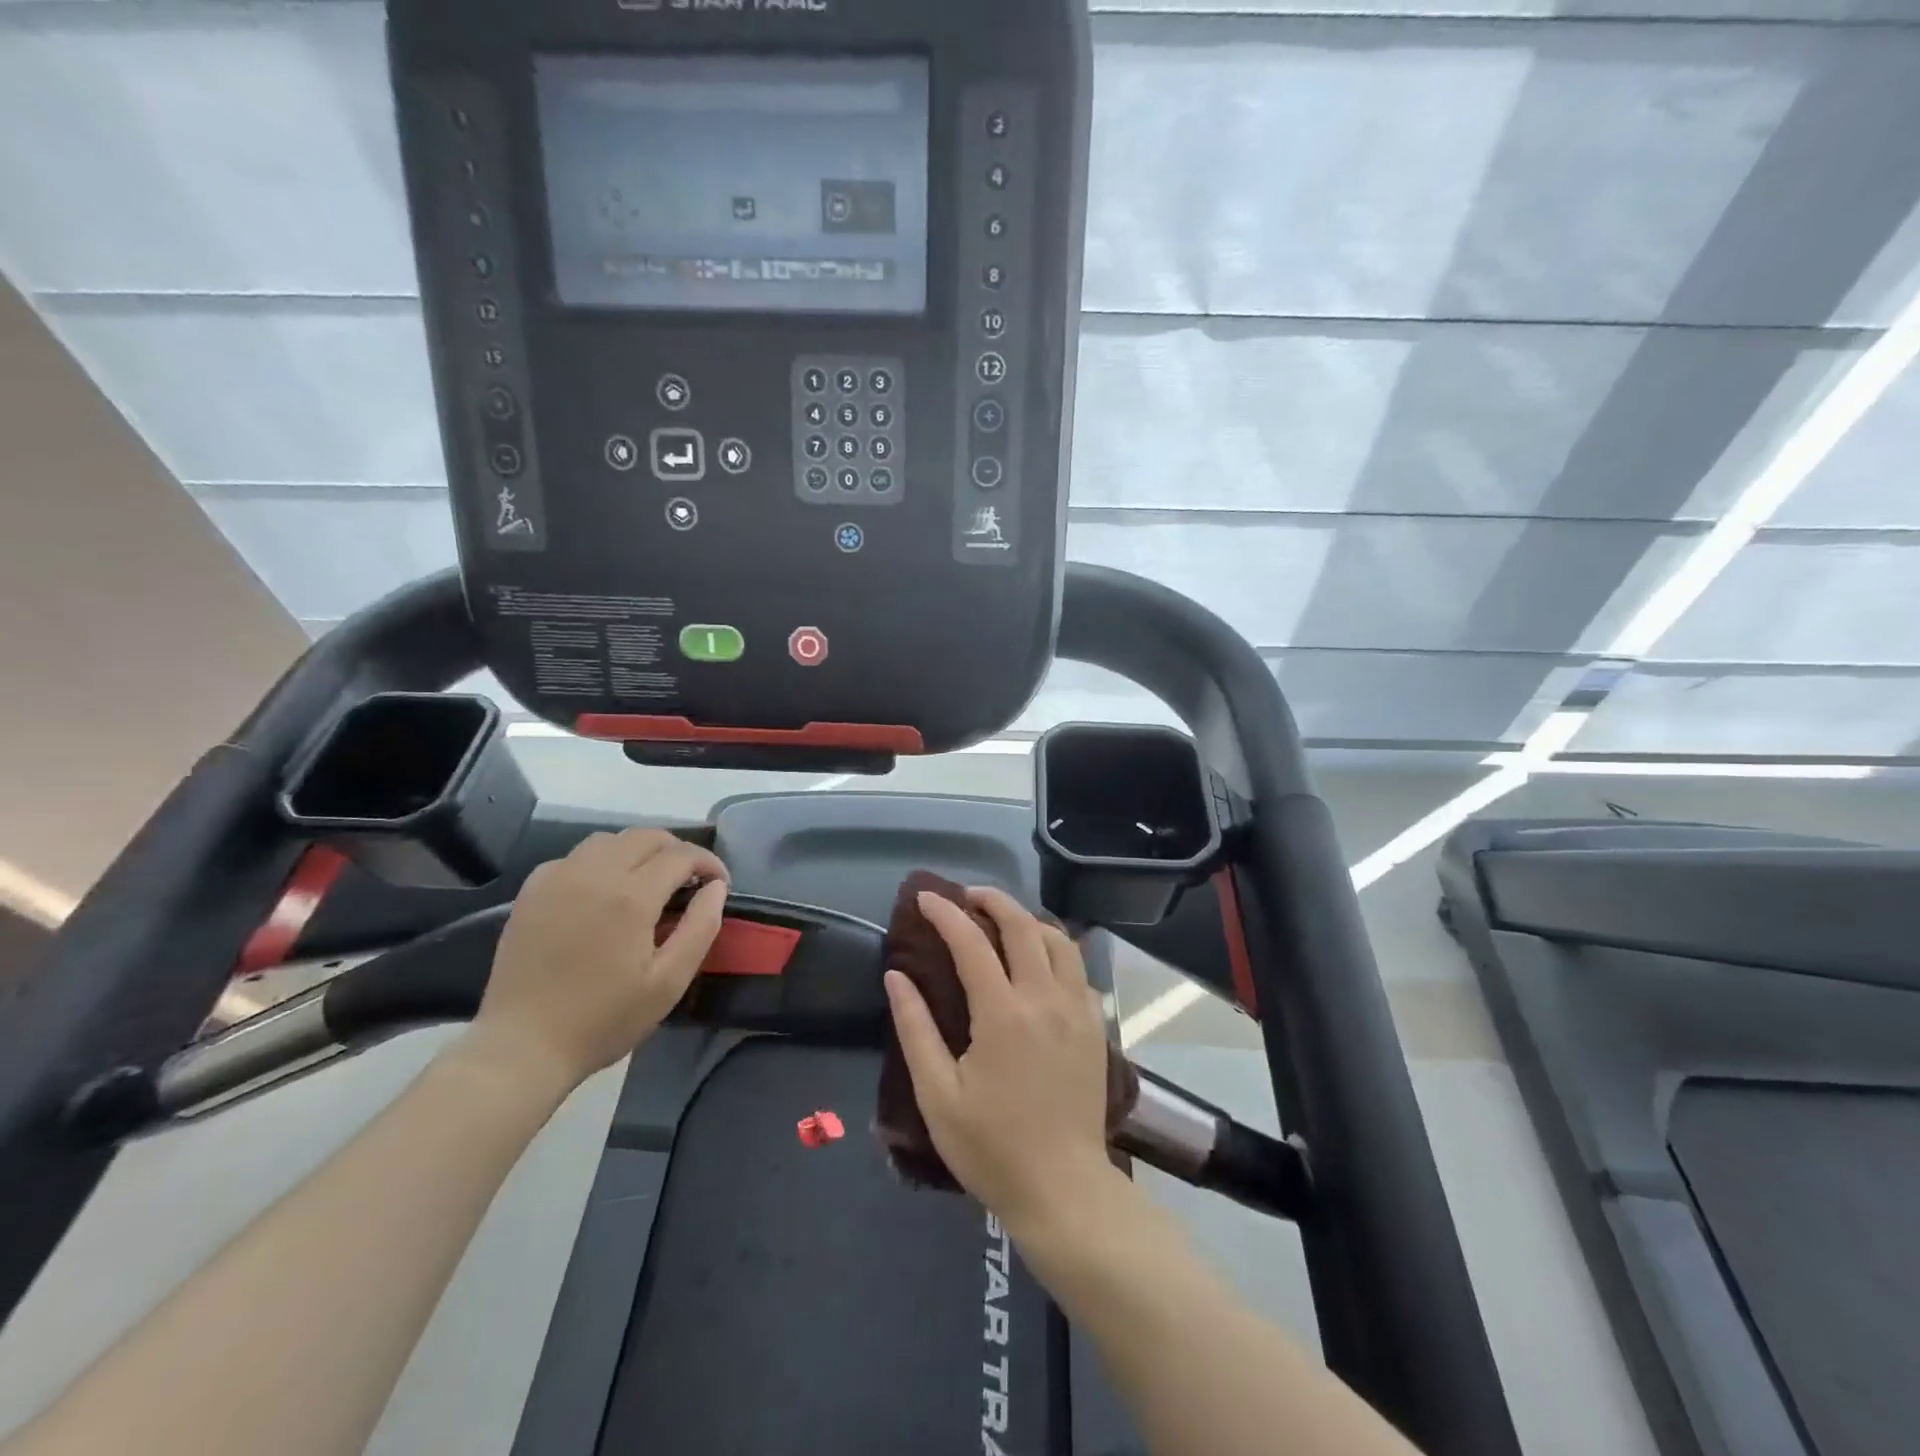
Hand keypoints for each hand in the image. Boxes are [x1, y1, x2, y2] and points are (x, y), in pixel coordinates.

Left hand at [470, 828, 728, 1090]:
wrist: (523, 1047)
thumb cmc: (603, 1019)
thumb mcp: (669, 983)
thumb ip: (700, 928)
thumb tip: (717, 887)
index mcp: (631, 897)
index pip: (681, 855)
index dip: (708, 863)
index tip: (720, 883)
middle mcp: (594, 874)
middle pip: (646, 837)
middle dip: (677, 850)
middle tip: (690, 879)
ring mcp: (557, 879)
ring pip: (609, 840)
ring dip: (638, 850)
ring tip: (649, 879)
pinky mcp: (532, 892)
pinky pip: (574, 857)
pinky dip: (600, 861)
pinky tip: (603, 890)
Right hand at [884, 887, 1117, 1239]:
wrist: (1062, 1189)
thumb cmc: (991, 1147)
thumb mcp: (937, 1094)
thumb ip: (915, 1028)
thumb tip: (897, 976)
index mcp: (1002, 1013)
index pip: (971, 942)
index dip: (945, 913)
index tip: (925, 898)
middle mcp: (1044, 999)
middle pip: (1022, 926)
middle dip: (992, 900)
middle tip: (966, 897)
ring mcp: (1077, 1010)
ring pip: (1059, 940)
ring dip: (1029, 920)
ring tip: (1003, 921)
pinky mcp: (1094, 1026)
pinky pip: (1078, 970)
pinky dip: (1055, 951)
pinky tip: (1039, 964)